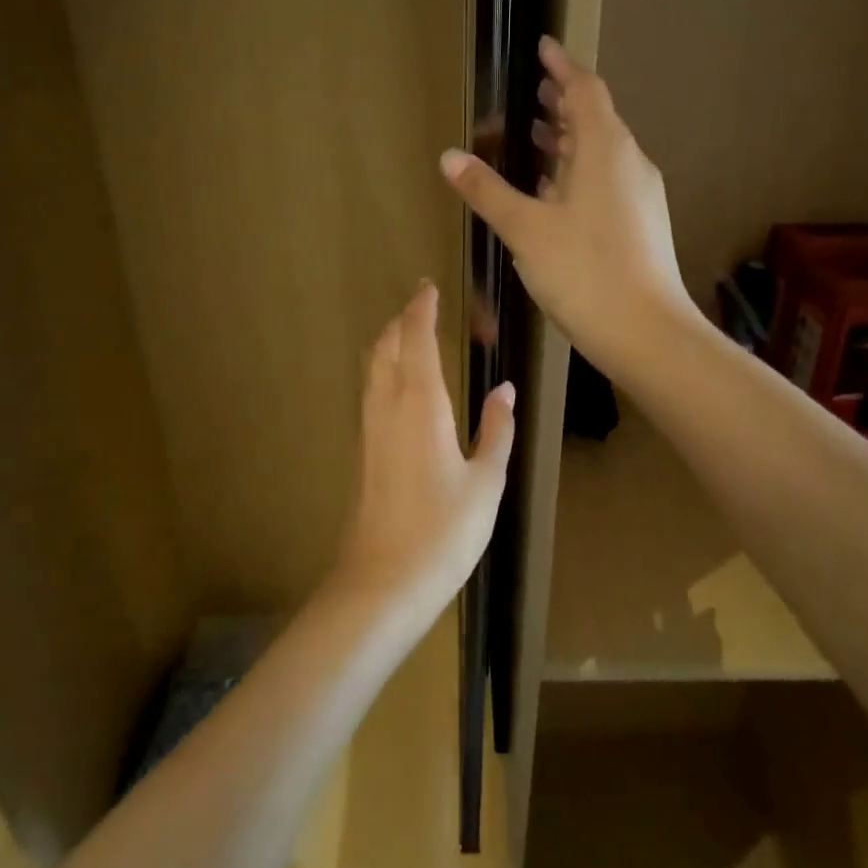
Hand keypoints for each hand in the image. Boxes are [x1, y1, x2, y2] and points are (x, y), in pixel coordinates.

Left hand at [336, 282, 515, 604]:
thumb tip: (503, 390)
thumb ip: (496, 430)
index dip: (421, 309)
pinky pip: (371, 390)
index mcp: (420, 404)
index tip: (428, 287)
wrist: (383, 581)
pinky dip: (384, 369)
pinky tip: (401, 383)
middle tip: (423, 305)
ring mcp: (369, 428)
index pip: (416, 338)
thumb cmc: (444, 531)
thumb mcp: (486, 480)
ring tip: (412, 334)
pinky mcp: (363, 449)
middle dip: (402, 320)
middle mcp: (387, 406)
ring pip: (373, 367)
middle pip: (386, 345)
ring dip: (390, 342)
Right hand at [440, 38, 693, 381]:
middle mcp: (630, 163)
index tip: (542, 47)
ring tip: (537, 136)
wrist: (647, 333)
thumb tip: (449, 156)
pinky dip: (579, 172)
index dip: (561, 66)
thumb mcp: (526, 229)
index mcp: (606, 149)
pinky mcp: (641, 224)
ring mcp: (640, 195)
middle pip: (596, 119)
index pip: (584, 90)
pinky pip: (607, 181)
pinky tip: (555, 193)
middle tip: (533, 92)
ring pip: (601, 153)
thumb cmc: (584, 271)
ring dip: (570, 140)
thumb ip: (488, 190)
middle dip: (563, 103)